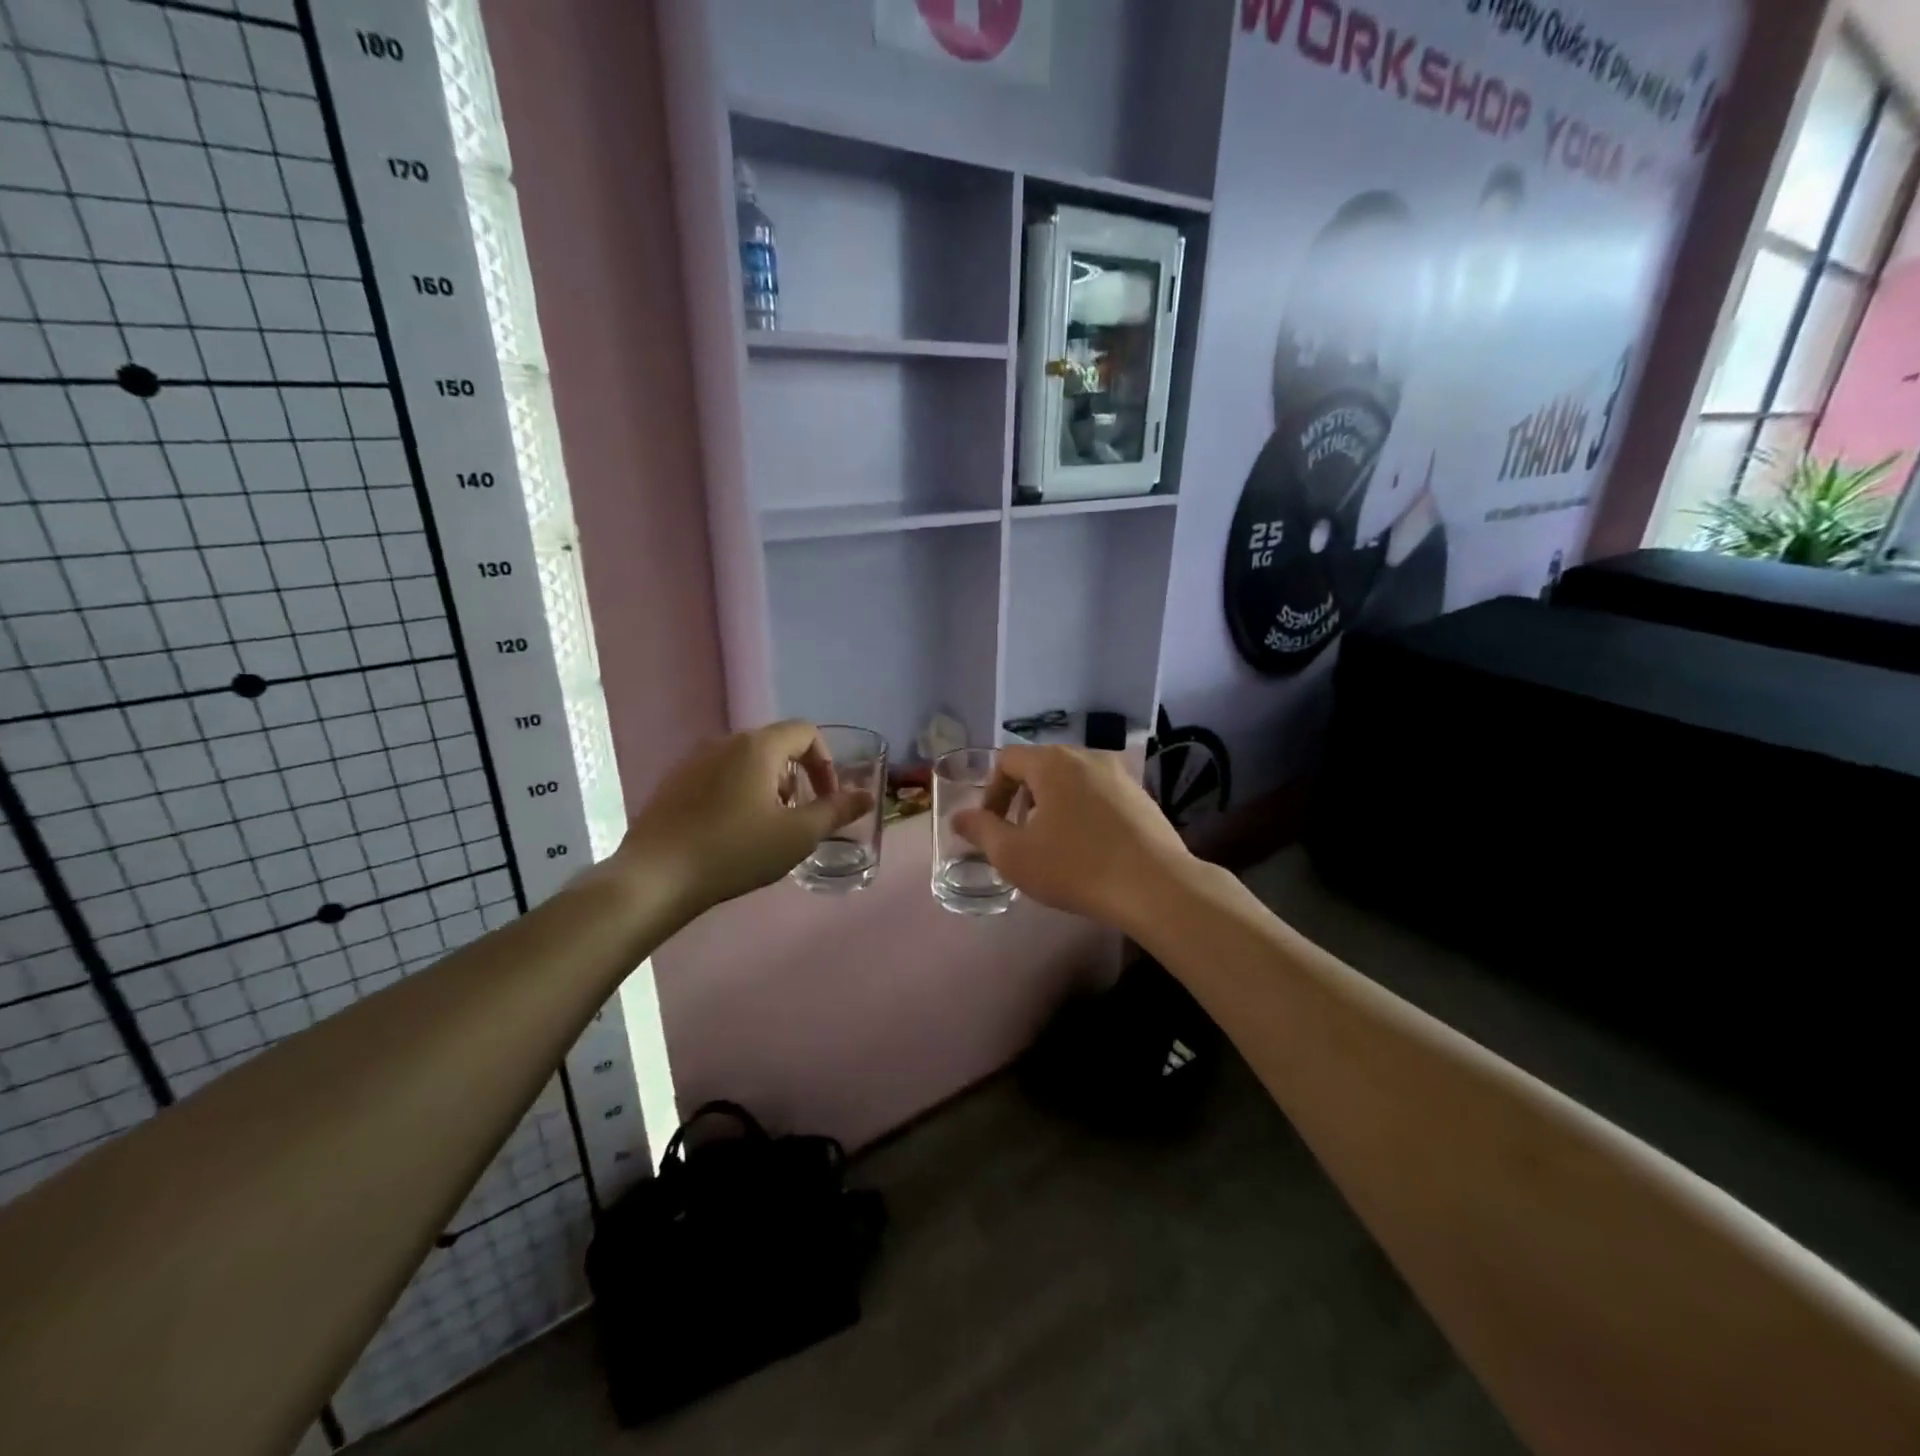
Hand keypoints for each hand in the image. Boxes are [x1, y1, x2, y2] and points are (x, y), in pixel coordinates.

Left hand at [615, 722, 872, 919]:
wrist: (656, 877)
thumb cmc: (735, 851)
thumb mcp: (798, 835)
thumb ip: (837, 811)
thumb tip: (868, 796)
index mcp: (758, 746)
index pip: (806, 732)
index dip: (826, 762)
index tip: (827, 799)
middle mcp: (725, 742)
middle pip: (776, 746)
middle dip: (797, 778)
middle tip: (798, 817)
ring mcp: (694, 761)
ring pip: (746, 762)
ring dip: (768, 787)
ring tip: (766, 828)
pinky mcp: (673, 783)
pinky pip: (719, 776)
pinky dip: (738, 793)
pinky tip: (731, 833)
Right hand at [953, 746, 1195, 933]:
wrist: (1155, 887)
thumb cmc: (1075, 866)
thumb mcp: (1015, 855)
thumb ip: (981, 831)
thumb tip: (959, 818)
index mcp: (1052, 762)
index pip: (1007, 759)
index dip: (991, 792)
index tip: (992, 827)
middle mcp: (1087, 756)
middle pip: (1040, 767)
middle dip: (1022, 798)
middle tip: (1019, 836)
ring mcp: (1120, 774)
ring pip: (1071, 781)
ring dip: (1053, 806)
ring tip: (1053, 844)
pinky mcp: (1142, 796)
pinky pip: (1099, 795)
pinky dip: (1083, 812)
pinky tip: (1088, 848)